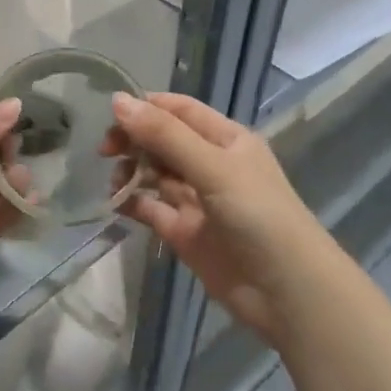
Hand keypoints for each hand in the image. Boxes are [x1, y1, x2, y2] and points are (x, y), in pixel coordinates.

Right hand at [100, 91, 322, 344]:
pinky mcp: (183, 232)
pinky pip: (150, 209)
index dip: (145, 108)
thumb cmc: (257, 215)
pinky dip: (132, 203)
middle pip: (162, 141)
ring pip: (154, 174)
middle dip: (133, 140)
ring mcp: (196, 200)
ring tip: (115, 183)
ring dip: (131, 172)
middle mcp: (210, 165)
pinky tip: (116, 204)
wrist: (284, 289)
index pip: (179, 110)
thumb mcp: (213, 167)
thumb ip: (165, 136)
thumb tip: (117, 101)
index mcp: (225, 140)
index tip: (110, 115)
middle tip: (105, 152)